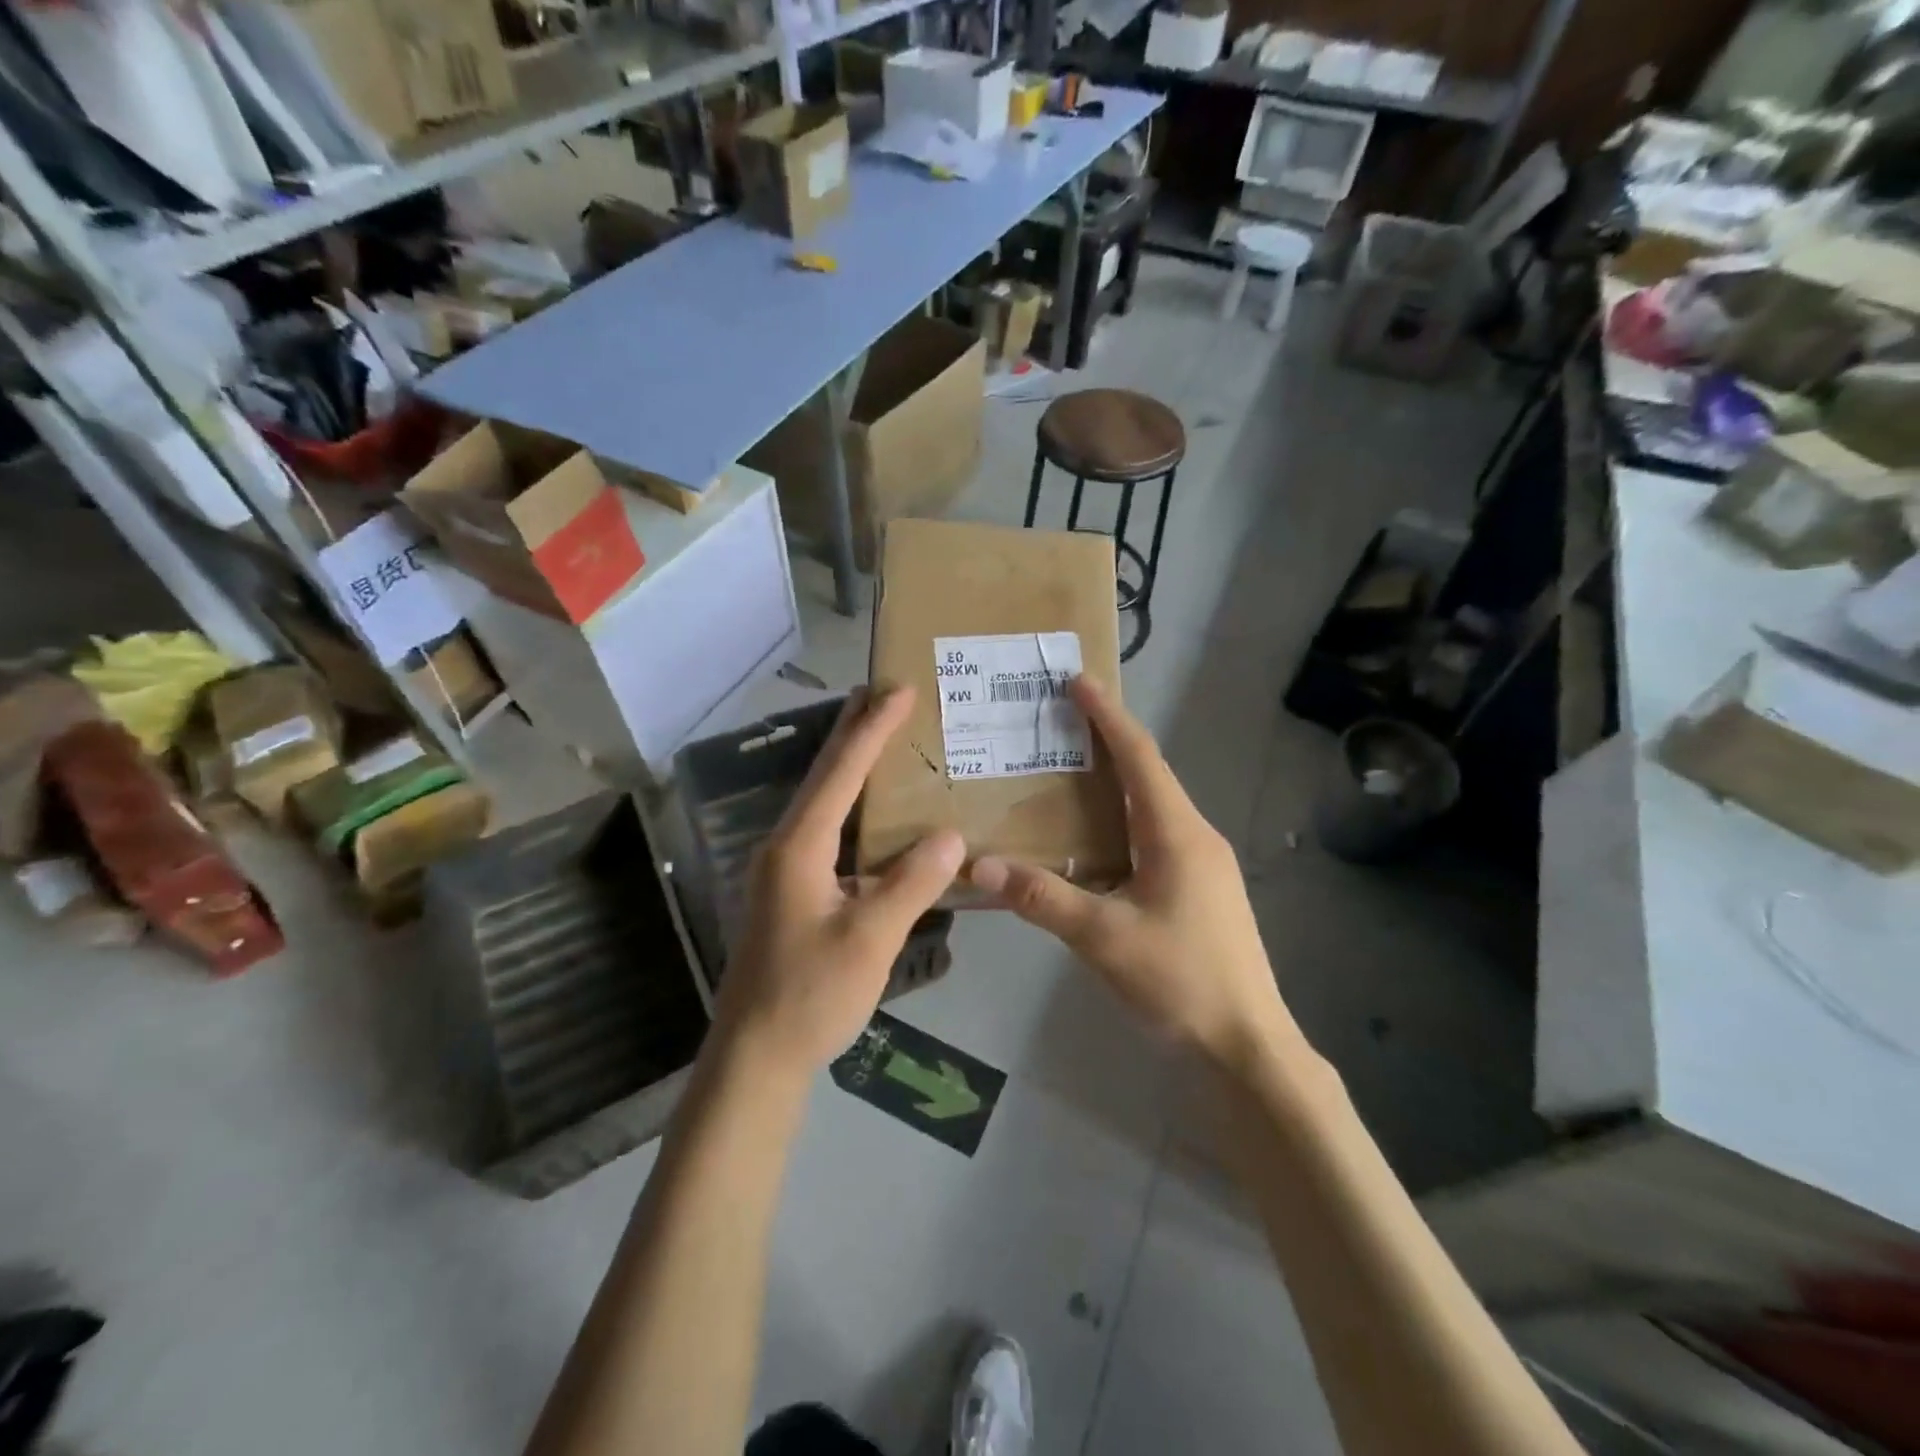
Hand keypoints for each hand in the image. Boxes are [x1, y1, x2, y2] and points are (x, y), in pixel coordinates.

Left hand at [711, 688, 964, 1080]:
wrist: (755, 1056)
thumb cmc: (810, 994)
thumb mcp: (870, 939)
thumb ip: (912, 883)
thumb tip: (952, 836)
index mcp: (800, 846)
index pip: (841, 773)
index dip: (872, 729)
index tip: (898, 690)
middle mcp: (786, 846)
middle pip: (823, 776)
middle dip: (853, 732)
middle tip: (882, 694)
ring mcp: (784, 870)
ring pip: (823, 804)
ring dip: (851, 768)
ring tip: (881, 738)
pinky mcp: (792, 892)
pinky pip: (827, 833)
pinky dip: (852, 809)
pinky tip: (875, 816)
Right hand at [969, 678, 1301, 1075]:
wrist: (1247, 1045)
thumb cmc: (1181, 981)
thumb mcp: (1104, 938)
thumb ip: (1043, 898)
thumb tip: (981, 865)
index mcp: (1177, 833)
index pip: (1139, 757)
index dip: (1108, 716)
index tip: (1078, 681)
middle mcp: (1196, 836)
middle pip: (1148, 774)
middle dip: (1107, 742)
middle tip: (1059, 723)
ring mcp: (1203, 864)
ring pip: (1152, 808)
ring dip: (1115, 784)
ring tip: (1067, 774)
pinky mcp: (1201, 890)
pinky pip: (1155, 837)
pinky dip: (1122, 822)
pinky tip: (1094, 843)